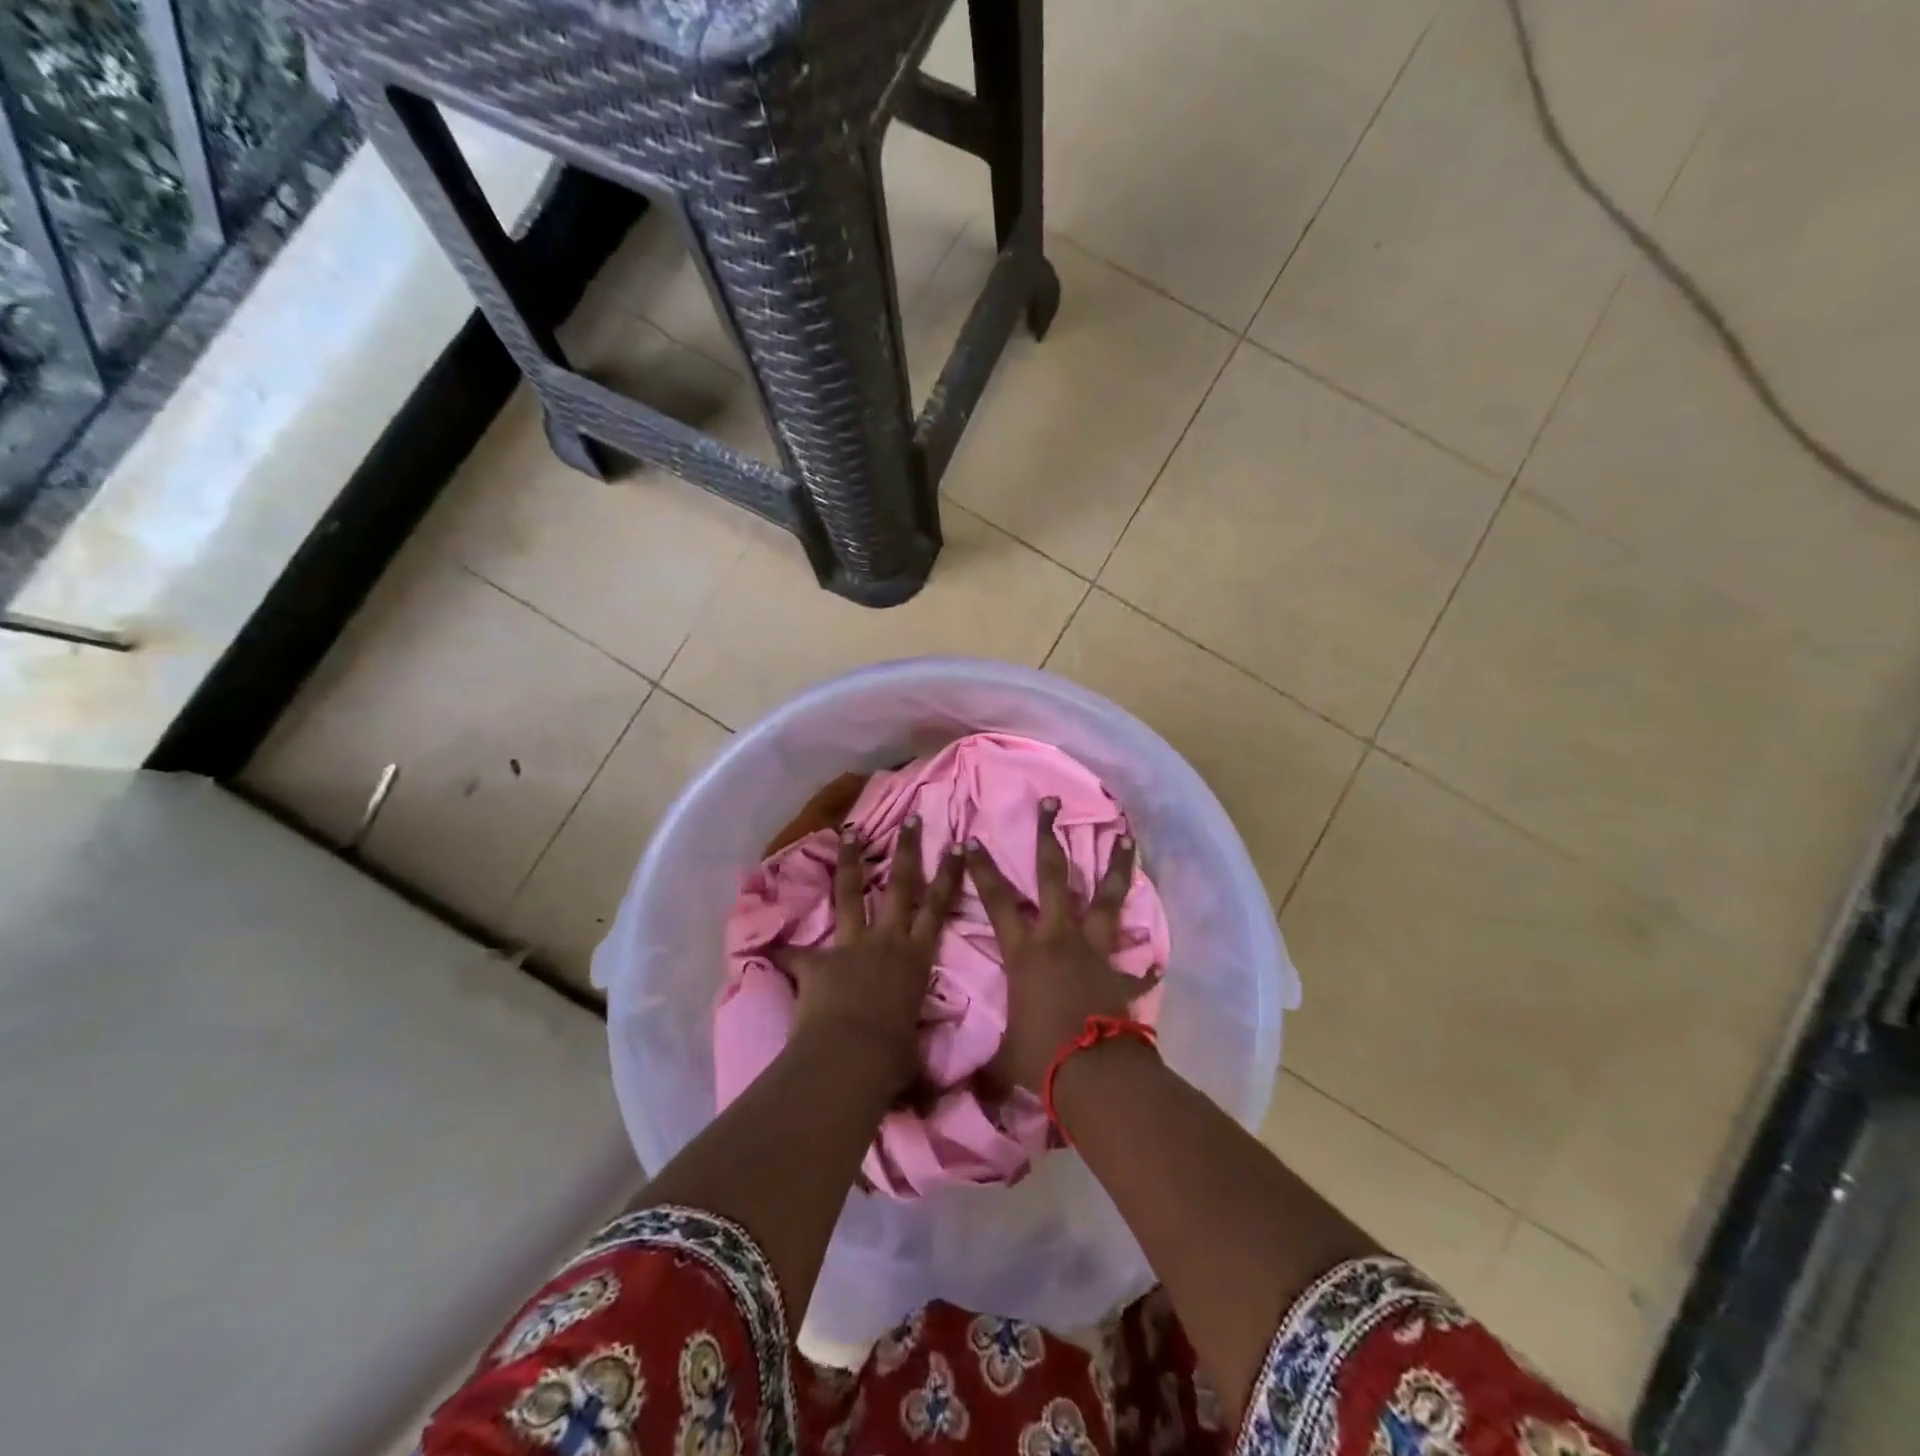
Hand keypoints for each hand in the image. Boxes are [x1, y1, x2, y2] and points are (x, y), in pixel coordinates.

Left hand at [781, 815, 964, 1093]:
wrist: (851, 1058)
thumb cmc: (893, 1057)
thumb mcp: (915, 1052)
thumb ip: (919, 1055)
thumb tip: (936, 1098)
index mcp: (916, 957)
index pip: (939, 907)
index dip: (949, 874)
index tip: (956, 843)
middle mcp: (888, 941)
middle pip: (902, 886)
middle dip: (908, 851)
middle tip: (912, 819)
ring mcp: (851, 946)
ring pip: (853, 894)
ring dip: (852, 862)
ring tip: (849, 832)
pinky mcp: (818, 961)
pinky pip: (794, 953)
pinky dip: (780, 950)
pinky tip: (764, 944)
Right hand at [967, 798, 1159, 1092]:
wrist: (1093, 1074)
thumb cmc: (1040, 1057)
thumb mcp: (1001, 1059)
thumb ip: (980, 1064)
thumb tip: (943, 1094)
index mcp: (1025, 952)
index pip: (997, 901)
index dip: (983, 870)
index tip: (972, 839)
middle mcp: (1059, 939)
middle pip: (1054, 877)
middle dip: (1049, 837)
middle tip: (1052, 803)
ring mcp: (1094, 951)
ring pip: (1105, 898)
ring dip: (1115, 867)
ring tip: (1126, 837)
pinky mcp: (1120, 973)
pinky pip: (1135, 963)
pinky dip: (1143, 960)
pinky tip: (1154, 955)